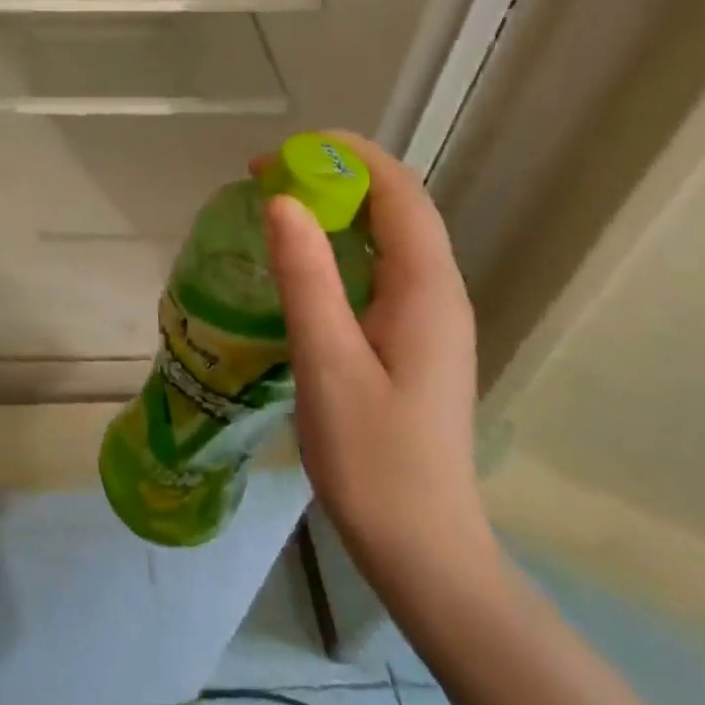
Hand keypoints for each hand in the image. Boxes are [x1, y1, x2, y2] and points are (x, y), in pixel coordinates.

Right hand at [260, 132, 498, 600]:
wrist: (422, 550)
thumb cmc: (374, 459)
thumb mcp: (329, 363)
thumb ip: (307, 277)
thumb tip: (282, 200)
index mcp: (427, 289)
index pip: (397, 191)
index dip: (344, 156)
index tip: (281, 155)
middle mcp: (437, 291)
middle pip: (395, 205)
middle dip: (335, 174)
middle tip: (267, 177)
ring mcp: (428, 315)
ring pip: (387, 234)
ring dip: (336, 206)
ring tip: (276, 204)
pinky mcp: (412, 337)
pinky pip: (379, 265)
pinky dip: (339, 242)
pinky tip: (301, 260)